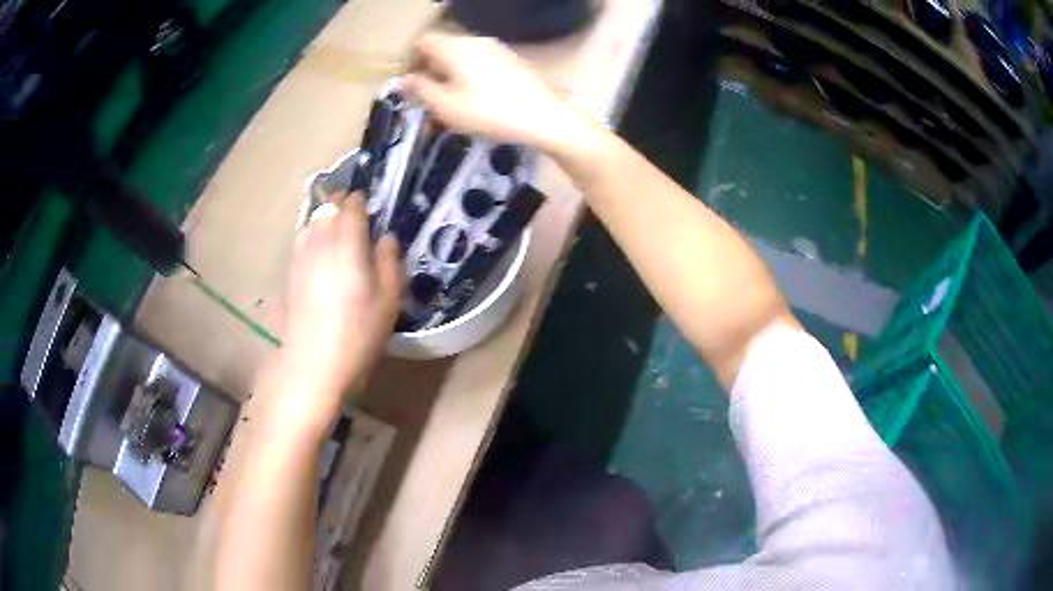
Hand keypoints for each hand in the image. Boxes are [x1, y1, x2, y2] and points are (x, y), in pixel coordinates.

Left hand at [272, 193, 401, 434]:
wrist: (314, 363)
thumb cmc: (358, 332)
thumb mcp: (389, 298)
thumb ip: (389, 261)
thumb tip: (386, 238)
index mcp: (347, 241)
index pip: (352, 205)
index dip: (362, 201)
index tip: (372, 205)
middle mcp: (319, 240)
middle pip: (328, 207)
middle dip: (342, 205)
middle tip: (357, 218)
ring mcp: (300, 255)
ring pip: (312, 221)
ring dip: (325, 220)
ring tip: (338, 233)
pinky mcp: (290, 272)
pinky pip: (302, 240)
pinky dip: (313, 237)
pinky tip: (321, 255)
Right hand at [404, 33, 585, 150]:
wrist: (544, 117)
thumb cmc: (488, 111)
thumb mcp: (445, 105)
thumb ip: (420, 89)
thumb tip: (403, 80)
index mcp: (455, 47)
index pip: (423, 42)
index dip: (411, 61)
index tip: (409, 86)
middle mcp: (475, 41)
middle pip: (443, 47)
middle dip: (429, 69)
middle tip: (427, 98)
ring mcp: (497, 48)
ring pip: (462, 56)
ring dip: (449, 74)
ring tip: (450, 102)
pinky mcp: (511, 60)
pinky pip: (480, 62)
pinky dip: (469, 76)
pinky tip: (475, 99)